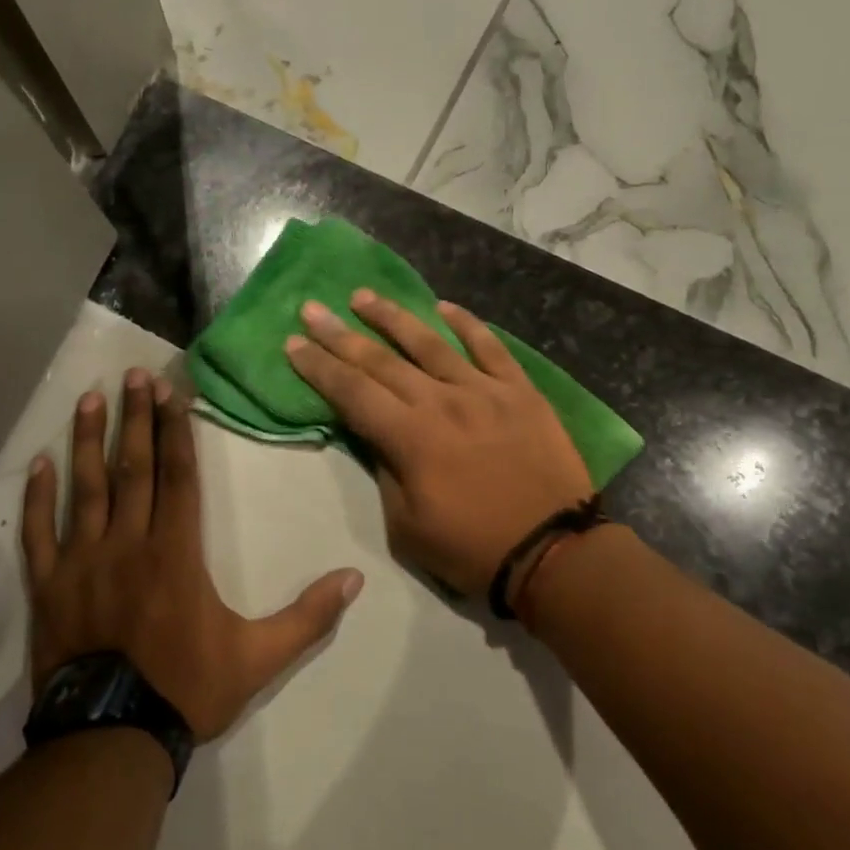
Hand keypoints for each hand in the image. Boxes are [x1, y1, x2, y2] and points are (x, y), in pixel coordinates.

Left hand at [21, 369, 364, 741]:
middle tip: (132, 375)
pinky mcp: (49, 586)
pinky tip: (37, 463)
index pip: (178, 475)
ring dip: (87, 440)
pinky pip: (40, 533)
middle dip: (136, 417)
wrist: (110, 740)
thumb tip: (355, 579)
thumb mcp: (259, 658)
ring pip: (85, 487)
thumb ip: (308, 617)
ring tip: (88, 398)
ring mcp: (82, 561)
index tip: (172, 392)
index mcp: (176, 552)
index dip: (176, 430)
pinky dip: (38, 497)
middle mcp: (128, 542)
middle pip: (133, 467)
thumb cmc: (186, 689)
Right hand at [284, 292, 591, 599]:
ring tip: (363, 296)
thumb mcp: (407, 527)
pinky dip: (466, 324)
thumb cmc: (473, 549)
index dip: (318, 366)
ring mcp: (484, 391)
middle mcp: (441, 401)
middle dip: (340, 334)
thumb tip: (376, 434)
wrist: (555, 553)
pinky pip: (490, 348)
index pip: (351, 391)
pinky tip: (444, 307)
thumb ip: (386, 471)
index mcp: (410, 437)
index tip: (293, 343)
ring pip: (429, 342)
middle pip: (380, 360)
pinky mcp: (520, 391)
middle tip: (313, 309)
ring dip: (392, 317)